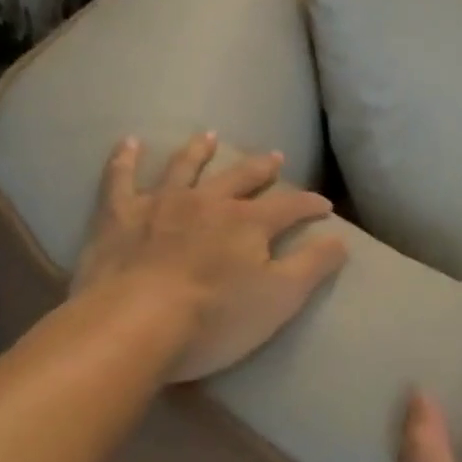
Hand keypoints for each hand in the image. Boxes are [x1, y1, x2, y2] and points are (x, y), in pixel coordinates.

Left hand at [69, 133, 348, 381]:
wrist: (133, 326)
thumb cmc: (213, 319)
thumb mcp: (279, 299)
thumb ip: (313, 266)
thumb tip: (341, 238)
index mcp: (249, 222)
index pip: (290, 206)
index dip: (310, 204)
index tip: (325, 206)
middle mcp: (209, 202)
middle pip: (241, 177)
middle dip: (261, 168)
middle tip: (275, 157)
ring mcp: (162, 204)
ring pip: (185, 168)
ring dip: (199, 151)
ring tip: (208, 136)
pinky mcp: (119, 217)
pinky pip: (120, 179)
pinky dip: (124, 160)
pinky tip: (128, 142)